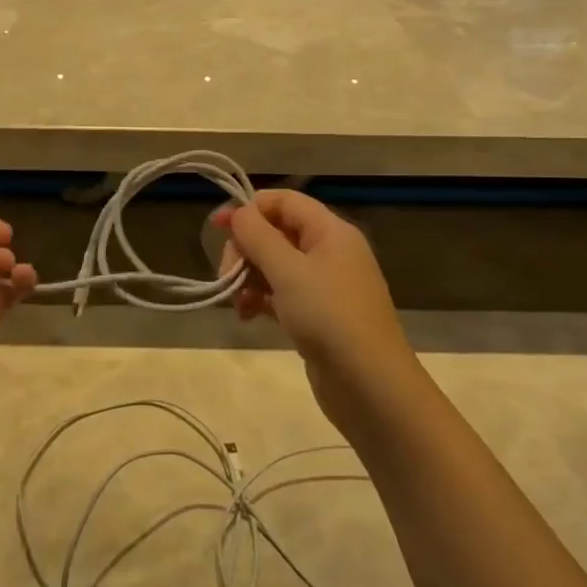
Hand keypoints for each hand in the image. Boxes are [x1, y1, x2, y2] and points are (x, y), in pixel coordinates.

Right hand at [211, 191, 422, 437]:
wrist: (370, 385)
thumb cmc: (329, 316)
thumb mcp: (288, 271)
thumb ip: (258, 236)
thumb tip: (238, 212)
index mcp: (330, 231)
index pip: (284, 201)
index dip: (249, 209)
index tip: (217, 227)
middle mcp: (330, 251)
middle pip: (276, 233)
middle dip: (246, 250)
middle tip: (227, 276)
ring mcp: (325, 285)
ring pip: (276, 265)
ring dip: (249, 277)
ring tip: (236, 304)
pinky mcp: (318, 314)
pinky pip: (282, 293)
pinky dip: (261, 299)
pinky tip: (247, 316)